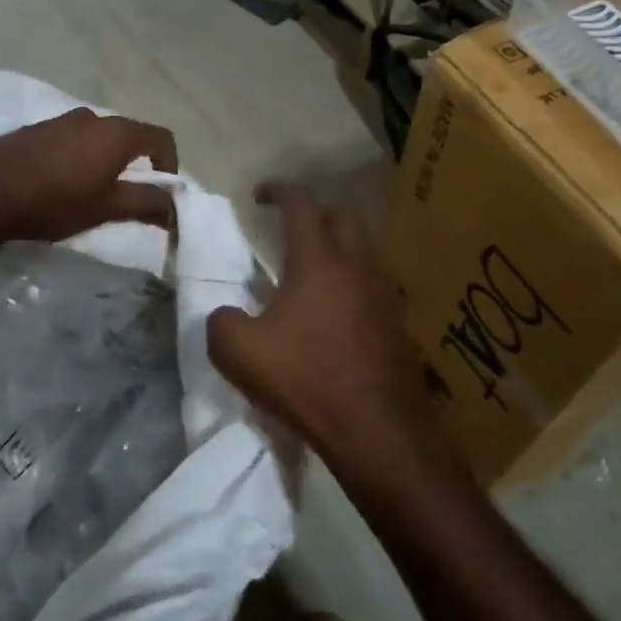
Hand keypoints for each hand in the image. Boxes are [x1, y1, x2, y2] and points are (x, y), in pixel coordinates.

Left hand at [0, 108, 179, 245]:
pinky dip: (80, 158)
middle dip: (136, 166)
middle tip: (127, 199)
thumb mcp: (106, 208)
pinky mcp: (36, 130)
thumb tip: (175, 207)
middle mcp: (92, 117)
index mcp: (116, 132)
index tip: (161, 194)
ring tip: (92, 194)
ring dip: (106, 162)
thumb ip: (146, 204)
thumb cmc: (53, 202)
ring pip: (99, 138)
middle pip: (130, 136)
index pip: (161, 138)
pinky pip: (72, 140)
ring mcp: (61, 120)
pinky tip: (60, 185)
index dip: (170, 166)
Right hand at [208, 186, 441, 491]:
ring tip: (314, 270)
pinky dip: (354, 284)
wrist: (377, 430)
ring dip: (340, 249)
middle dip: (316, 213)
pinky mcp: (399, 325)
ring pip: (365, 252)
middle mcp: (358, 267)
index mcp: (319, 261)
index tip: (261, 194)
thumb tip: (226, 314)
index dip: (279, 190)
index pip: (302, 204)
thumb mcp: (238, 352)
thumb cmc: (305, 379)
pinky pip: (375, 286)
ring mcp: (385, 295)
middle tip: (290, 229)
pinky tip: (338, 311)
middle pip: (344, 218)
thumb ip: (221, 321)